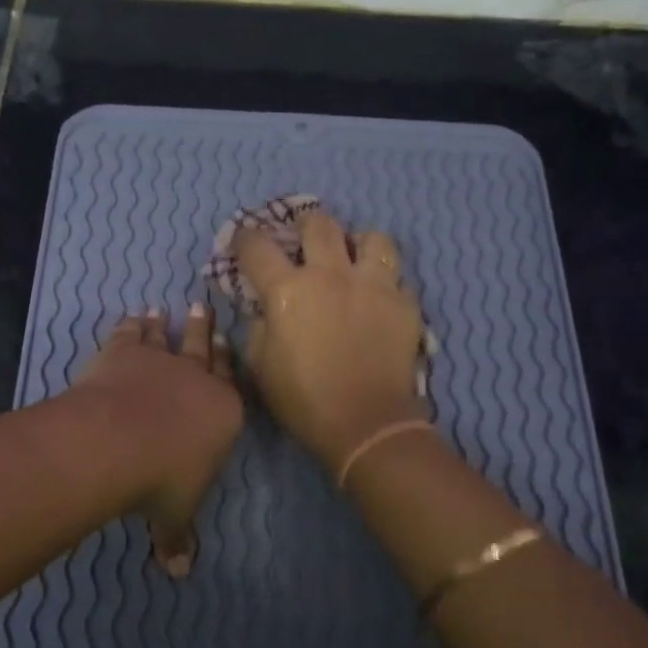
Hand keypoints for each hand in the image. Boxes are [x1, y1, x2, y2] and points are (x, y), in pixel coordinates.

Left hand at [71, 305, 243, 576]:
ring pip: (168, 337)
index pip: (232, 384)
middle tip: (204, 310)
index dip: (229, 365)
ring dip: (168, 325)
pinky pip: (131, 334)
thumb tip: (180, 574)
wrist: (119, 441)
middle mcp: (197, 379)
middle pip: (204, 350)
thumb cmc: (161, 481)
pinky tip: (132, 316)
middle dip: (205, 332)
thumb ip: (178, 537)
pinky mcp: (125, 352)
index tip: (227, 343)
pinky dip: (132, 324)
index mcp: (223, 412)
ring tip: (166, 310)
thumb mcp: (174, 514)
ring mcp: (160, 361)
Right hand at [234, 208, 425, 473]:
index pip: (257, 247)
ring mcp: (373, 285)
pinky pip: (397, 276)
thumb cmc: (303, 399)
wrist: (366, 424)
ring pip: (372, 237)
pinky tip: (378, 297)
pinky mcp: (404, 303)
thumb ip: (258, 326)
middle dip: (306, 225)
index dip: (245, 238)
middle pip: (318, 224)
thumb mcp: (261, 366)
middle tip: (304, 239)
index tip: (243, 241)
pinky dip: (385, 281)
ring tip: (354, 258)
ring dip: (358, 243)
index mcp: (288, 290)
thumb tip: (264, 308)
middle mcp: (331, 275)